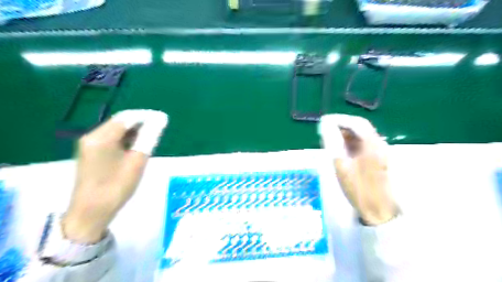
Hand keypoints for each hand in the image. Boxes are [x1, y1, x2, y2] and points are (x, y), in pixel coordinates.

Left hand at [63, 109, 166, 241]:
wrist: (90, 213)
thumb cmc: (116, 187)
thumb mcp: (137, 161)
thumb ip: (149, 138)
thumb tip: (161, 119)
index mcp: (101, 137)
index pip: (127, 117)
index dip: (147, 116)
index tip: (164, 119)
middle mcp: (92, 137)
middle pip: (121, 122)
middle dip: (141, 123)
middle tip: (160, 130)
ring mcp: (90, 145)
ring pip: (117, 131)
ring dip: (135, 132)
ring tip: (152, 138)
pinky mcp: (92, 154)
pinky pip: (112, 140)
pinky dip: (127, 140)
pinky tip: (137, 147)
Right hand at [319, 113, 398, 225]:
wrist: (378, 210)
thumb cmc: (358, 189)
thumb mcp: (341, 165)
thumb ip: (333, 143)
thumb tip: (325, 126)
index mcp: (372, 145)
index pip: (356, 123)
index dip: (340, 119)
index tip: (324, 120)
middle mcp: (379, 144)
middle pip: (360, 128)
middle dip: (342, 126)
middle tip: (325, 130)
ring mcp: (380, 152)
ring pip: (361, 136)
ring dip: (346, 135)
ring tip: (330, 140)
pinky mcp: (378, 159)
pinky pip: (363, 145)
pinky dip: (351, 143)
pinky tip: (341, 150)